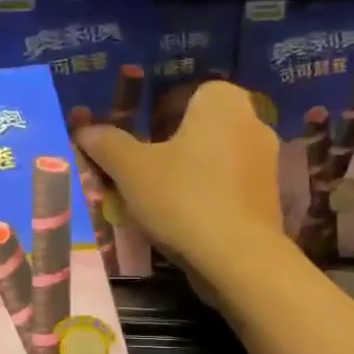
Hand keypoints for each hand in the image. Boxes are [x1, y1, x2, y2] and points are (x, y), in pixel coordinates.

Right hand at [75, 80, 284, 283]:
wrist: (238, 256)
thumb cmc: (182, 198)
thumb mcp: (131, 170)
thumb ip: (107, 144)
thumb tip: (83, 128)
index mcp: (221, 99)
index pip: (177, 96)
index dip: (149, 120)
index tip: (132, 148)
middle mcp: (251, 119)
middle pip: (195, 128)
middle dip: (167, 148)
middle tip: (139, 176)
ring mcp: (265, 159)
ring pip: (212, 158)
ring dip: (187, 173)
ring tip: (158, 203)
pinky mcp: (269, 194)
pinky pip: (228, 185)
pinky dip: (207, 195)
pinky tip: (187, 221)